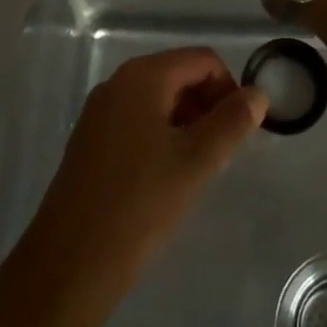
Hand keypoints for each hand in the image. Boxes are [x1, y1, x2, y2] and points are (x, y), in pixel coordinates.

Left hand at [21, 48, 265, 298]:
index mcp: (142, 76)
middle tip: (222, 153)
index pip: (203, 60)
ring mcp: (100, 112)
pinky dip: (162, 137)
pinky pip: (138, 122)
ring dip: (187, 124)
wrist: (68, 266)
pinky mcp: (90, 142)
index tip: (240, 131)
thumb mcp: (196, 162)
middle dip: (208, 106)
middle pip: (180, 75)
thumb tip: (258, 94)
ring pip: (159, 100)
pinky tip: (166, 179)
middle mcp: (118, 83)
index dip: (230, 89)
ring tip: (197, 169)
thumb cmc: (139, 205)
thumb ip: (232, 122)